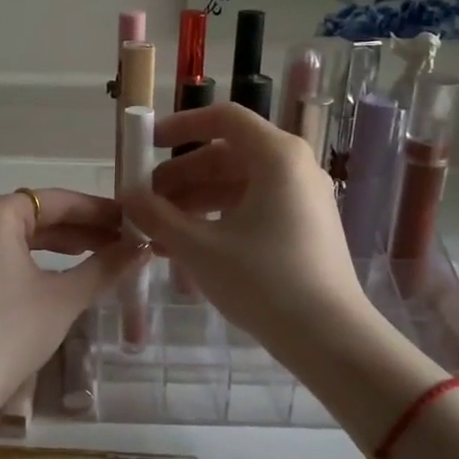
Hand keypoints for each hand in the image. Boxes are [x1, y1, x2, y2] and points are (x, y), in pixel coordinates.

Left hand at [0, 189, 141, 413]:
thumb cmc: (9, 332)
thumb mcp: (63, 298)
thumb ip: (105, 267)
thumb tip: (142, 249)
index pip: (57, 201)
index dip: (98, 211)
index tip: (132, 221)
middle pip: (38, 215)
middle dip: (82, 228)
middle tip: (125, 242)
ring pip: (21, 236)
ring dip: (61, 245)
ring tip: (102, 254)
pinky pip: (5, 254)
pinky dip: (36, 260)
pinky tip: (64, 274)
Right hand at [123, 104, 379, 364]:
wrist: (330, 339)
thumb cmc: (263, 281)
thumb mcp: (199, 247)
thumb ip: (157, 216)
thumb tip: (127, 197)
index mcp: (277, 156)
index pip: (223, 118)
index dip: (181, 126)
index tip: (148, 145)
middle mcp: (294, 167)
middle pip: (227, 154)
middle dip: (181, 176)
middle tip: (145, 200)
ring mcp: (303, 198)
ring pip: (237, 184)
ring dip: (195, 201)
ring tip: (157, 230)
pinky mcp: (304, 227)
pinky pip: (253, 207)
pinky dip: (219, 218)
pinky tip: (186, 246)